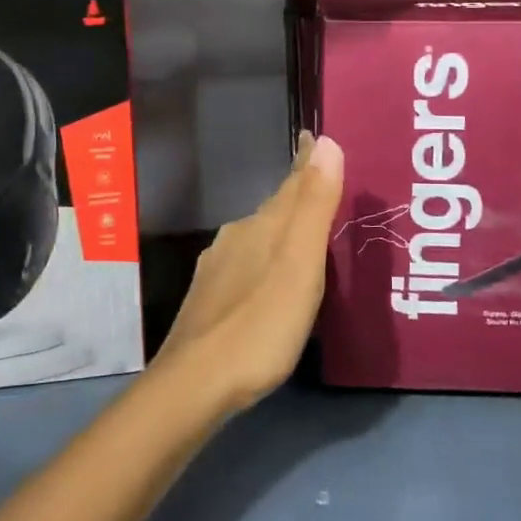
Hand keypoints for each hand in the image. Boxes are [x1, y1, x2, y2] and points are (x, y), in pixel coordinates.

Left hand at [154, 132, 344, 414]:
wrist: (195, 382)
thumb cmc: (259, 324)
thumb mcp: (299, 265)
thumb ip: (313, 207)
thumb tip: (325, 142)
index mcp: (261, 227)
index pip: (290, 184)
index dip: (307, 163)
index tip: (316, 138)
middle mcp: (236, 238)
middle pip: (274, 209)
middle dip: (298, 196)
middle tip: (325, 186)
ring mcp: (218, 269)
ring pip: (258, 237)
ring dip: (281, 229)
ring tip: (303, 231)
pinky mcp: (210, 299)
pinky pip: (246, 263)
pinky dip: (265, 259)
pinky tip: (268, 277)